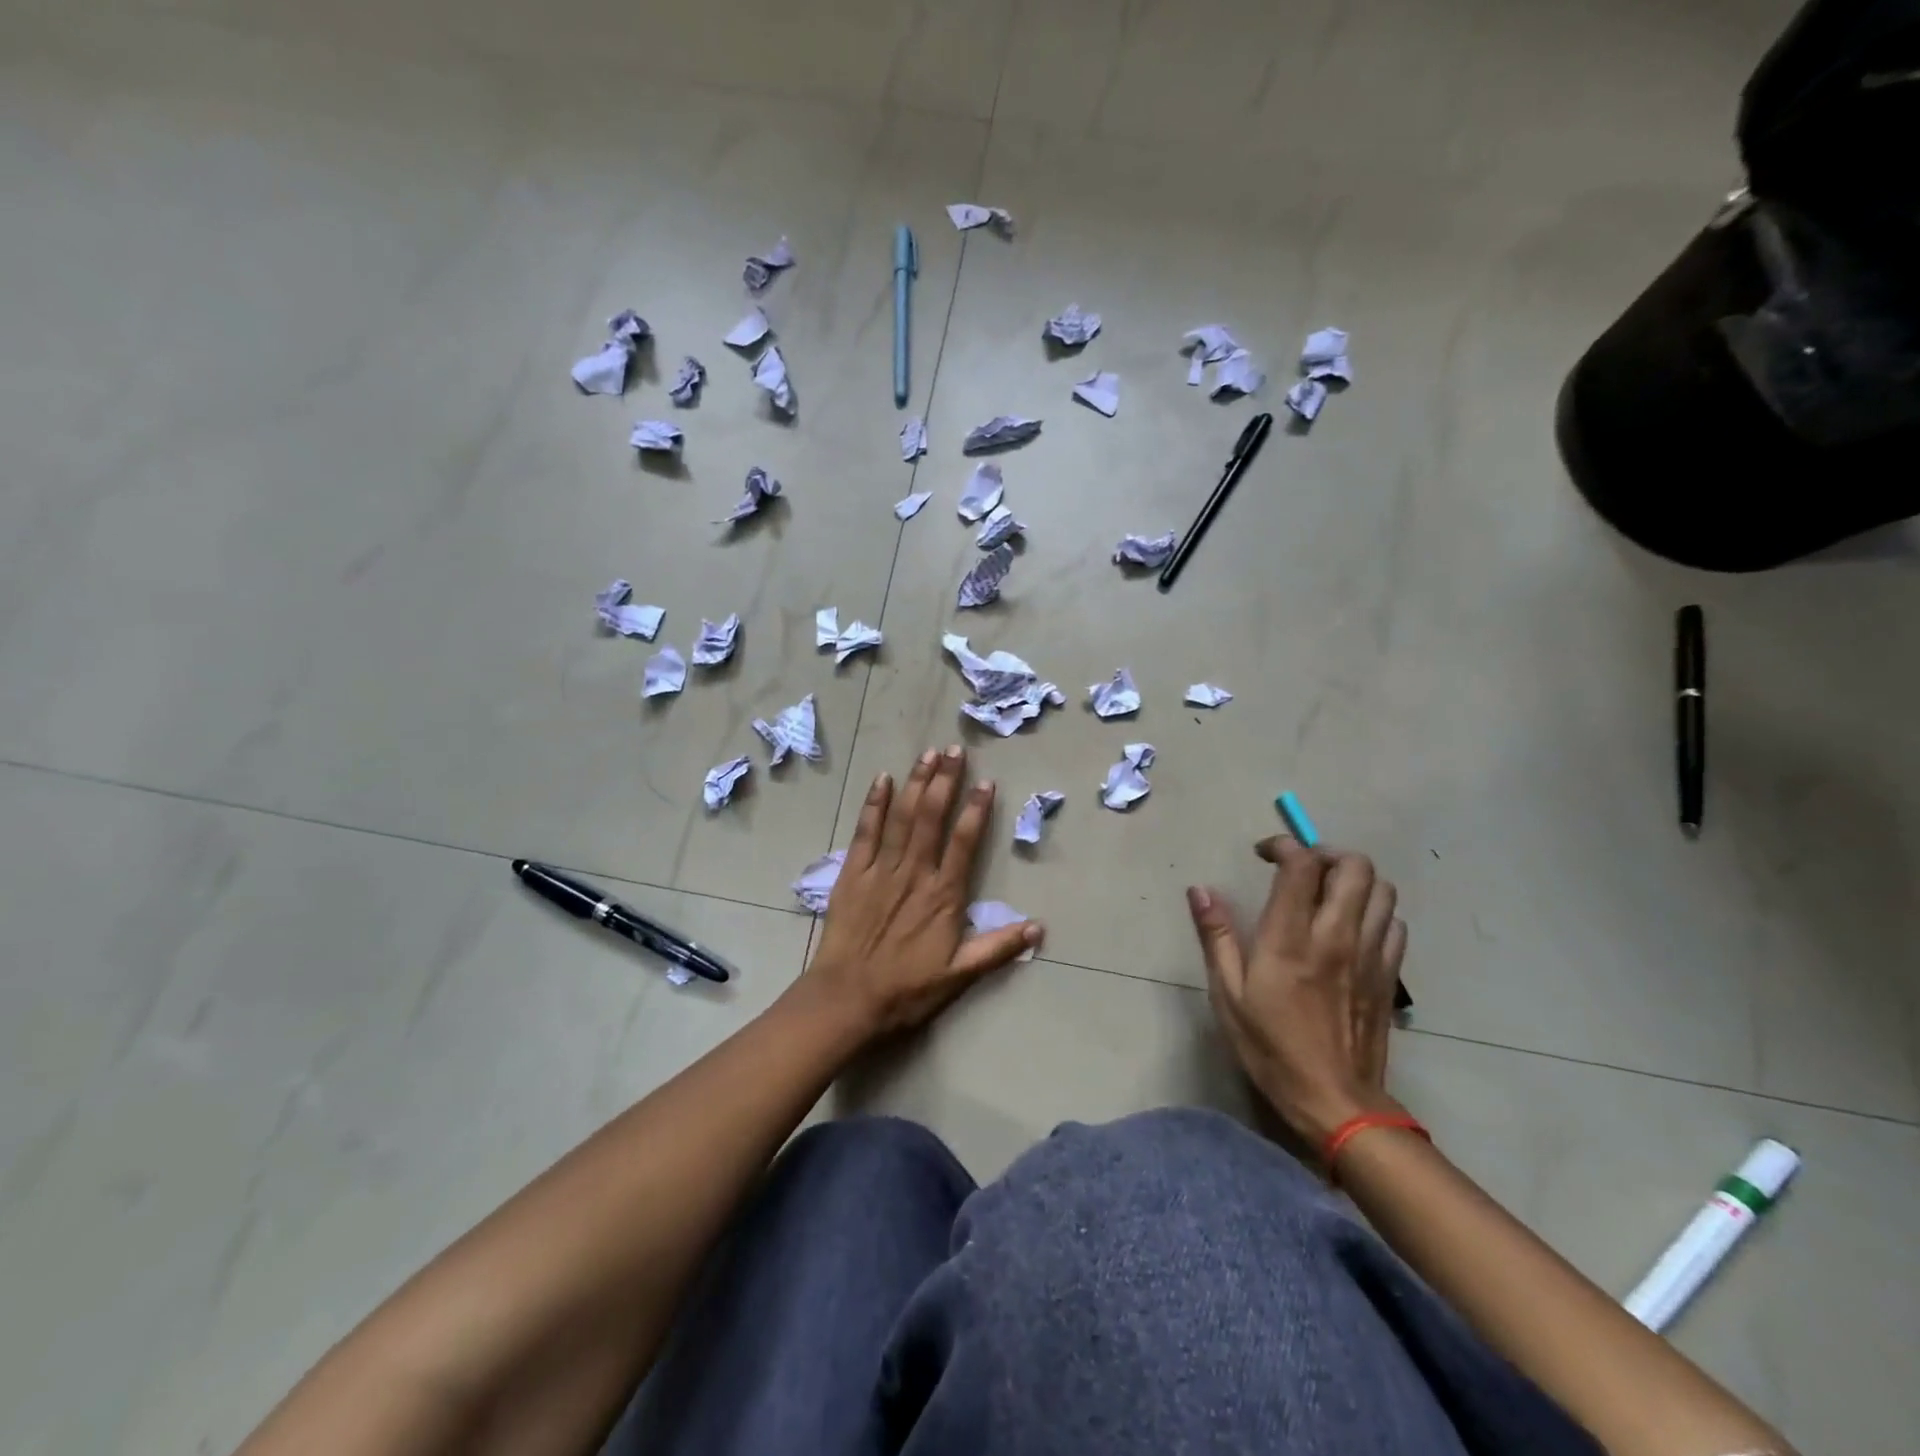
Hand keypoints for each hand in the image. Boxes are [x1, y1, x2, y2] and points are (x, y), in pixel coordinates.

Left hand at [803, 745, 1041, 1038]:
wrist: (846, 999)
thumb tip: (1038, 928)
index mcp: (943, 895)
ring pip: (901, 816)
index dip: (977, 810)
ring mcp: (881, 869)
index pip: (964, 842)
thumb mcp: (959, 976)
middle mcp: (914, 873)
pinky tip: (882, 779)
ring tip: (928, 754)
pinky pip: (865, 831)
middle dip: (945, 780)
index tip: (985, 782)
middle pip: (931, 817)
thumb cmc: (906, 990)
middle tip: (955, 750)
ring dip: (915, 782)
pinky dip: (874, 804)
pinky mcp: (852, 873)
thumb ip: (998, 949)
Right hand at [1187, 837, 1408, 1147]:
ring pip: (1381, 889)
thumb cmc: (1271, 1047)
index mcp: (1290, 938)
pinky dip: (1374, 911)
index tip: (1264, 854)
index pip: (1301, 864)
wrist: (1336, 1101)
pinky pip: (1393, 923)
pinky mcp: (1389, 975)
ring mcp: (1370, 954)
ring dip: (1353, 879)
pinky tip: (1351, 928)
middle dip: (1326, 854)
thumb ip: (1217, 936)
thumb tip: (1199, 890)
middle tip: (1301, 868)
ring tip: (1327, 893)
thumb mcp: (1228, 994)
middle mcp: (1336, 935)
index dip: (1284, 845)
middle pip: (1354, 866)